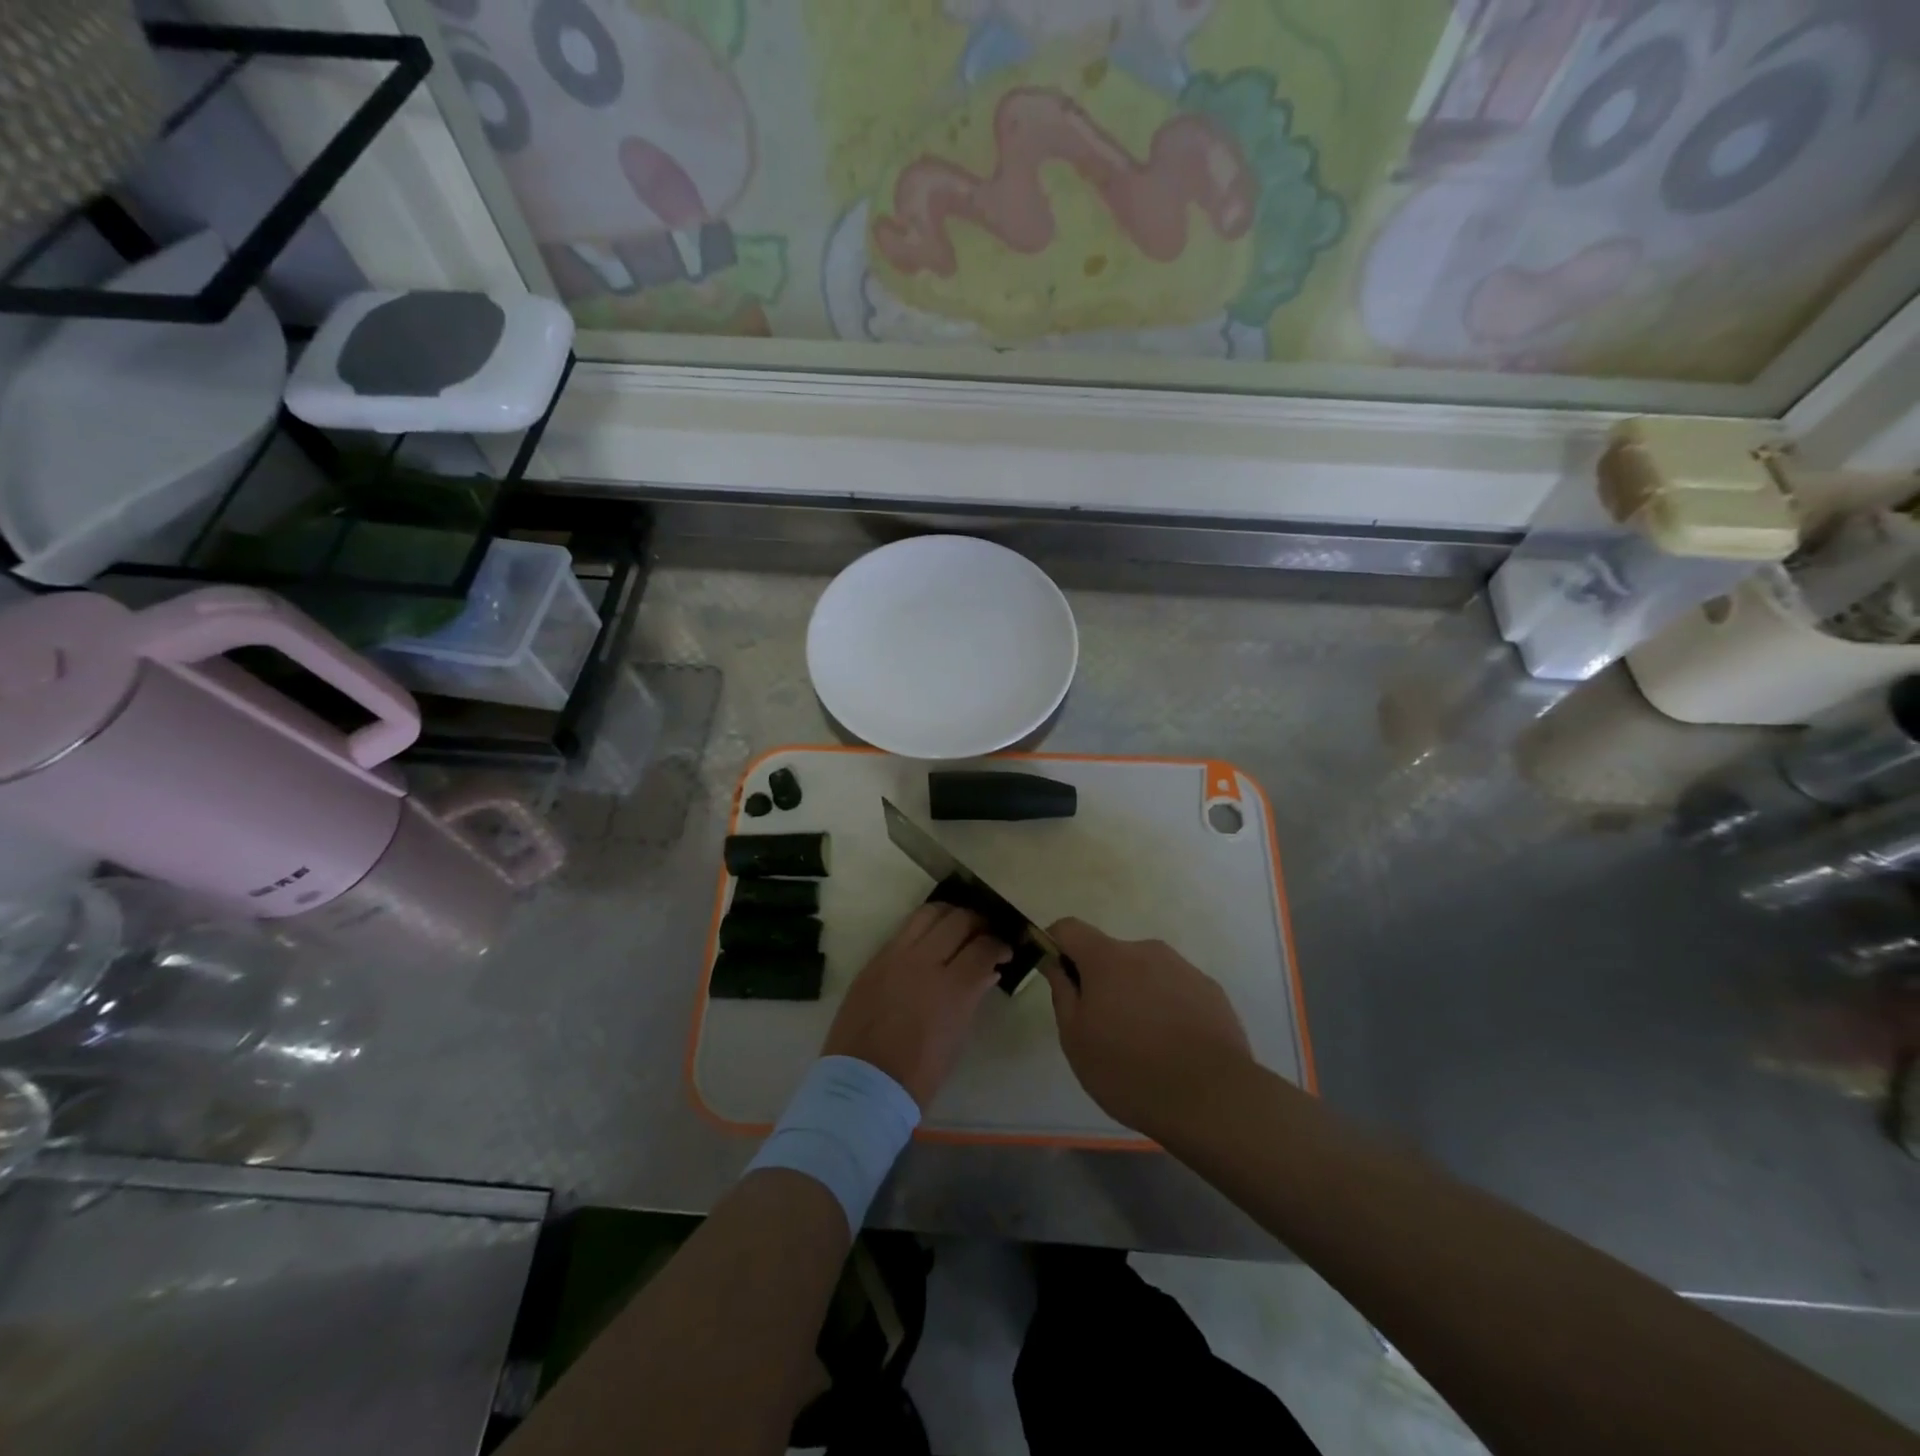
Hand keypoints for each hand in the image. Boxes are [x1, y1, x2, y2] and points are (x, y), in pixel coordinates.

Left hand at [822, 903, 1010, 1110]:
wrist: (863, 1084)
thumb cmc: (919, 1073)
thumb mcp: (957, 1038)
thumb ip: (973, 996)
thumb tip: (988, 971)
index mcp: (952, 988)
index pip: (983, 947)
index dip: (999, 945)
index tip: (1005, 951)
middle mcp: (924, 961)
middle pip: (958, 920)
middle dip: (978, 923)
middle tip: (984, 935)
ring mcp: (895, 956)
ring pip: (928, 913)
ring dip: (949, 915)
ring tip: (956, 928)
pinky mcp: (874, 960)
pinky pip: (903, 930)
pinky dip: (923, 928)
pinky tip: (929, 941)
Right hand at [1042, 918, 1253, 1139]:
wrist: (1212, 1098)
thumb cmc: (1128, 1069)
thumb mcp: (1076, 1039)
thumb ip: (1063, 993)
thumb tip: (1056, 963)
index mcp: (1107, 958)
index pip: (1069, 929)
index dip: (1056, 945)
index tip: (1056, 975)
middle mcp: (1146, 951)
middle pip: (1110, 955)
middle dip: (1101, 981)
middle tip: (1103, 1029)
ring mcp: (1183, 969)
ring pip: (1146, 974)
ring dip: (1136, 996)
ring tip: (1143, 1046)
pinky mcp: (1212, 992)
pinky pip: (1176, 991)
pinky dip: (1167, 1009)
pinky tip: (1174, 1049)